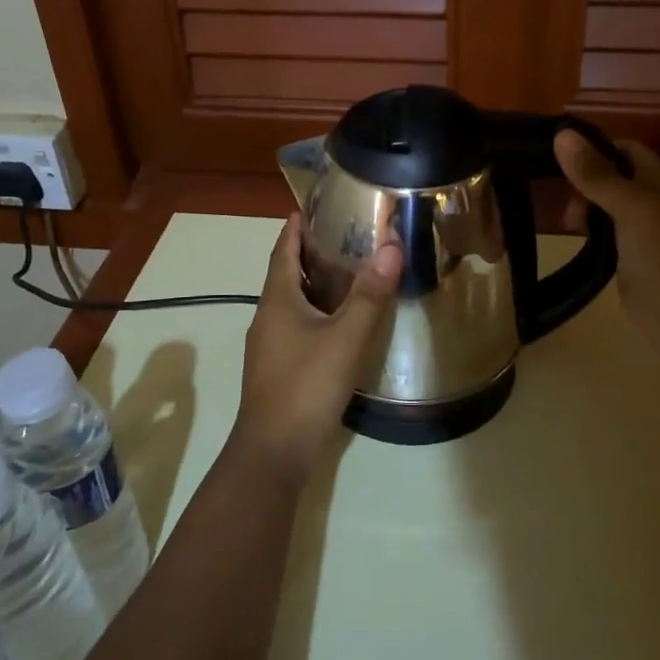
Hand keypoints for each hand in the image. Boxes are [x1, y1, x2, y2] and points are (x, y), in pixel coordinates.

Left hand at [232, 213, 402, 487]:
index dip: (294, 229)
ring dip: (312, 284)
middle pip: (285, 275)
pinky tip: (337, 323)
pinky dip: (315, 313)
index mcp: (277, 300)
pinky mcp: (277, 369)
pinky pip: (296, 327)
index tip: (309, 208)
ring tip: (345, 273)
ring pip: (291, 303)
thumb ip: (369, 294)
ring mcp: (269, 346)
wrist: (274, 450)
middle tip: (341, 236)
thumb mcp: (345, 337)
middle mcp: (267, 317)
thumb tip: (391, 246)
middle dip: (307, 253)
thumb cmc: (306, 385)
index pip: (283, 251)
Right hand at [553, 132, 659, 361]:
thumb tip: (561, 134)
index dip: (595, 151)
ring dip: (585, 209)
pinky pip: (607, 235)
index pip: (625, 149)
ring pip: (607, 207)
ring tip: (568, 225)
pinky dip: (590, 234)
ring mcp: (645, 231)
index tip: (561, 163)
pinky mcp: (633, 259)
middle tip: (566, 206)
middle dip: (585, 184)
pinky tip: (577, 242)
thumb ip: (596, 173)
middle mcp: (655, 200)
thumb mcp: (629, 205)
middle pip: (613, 177)